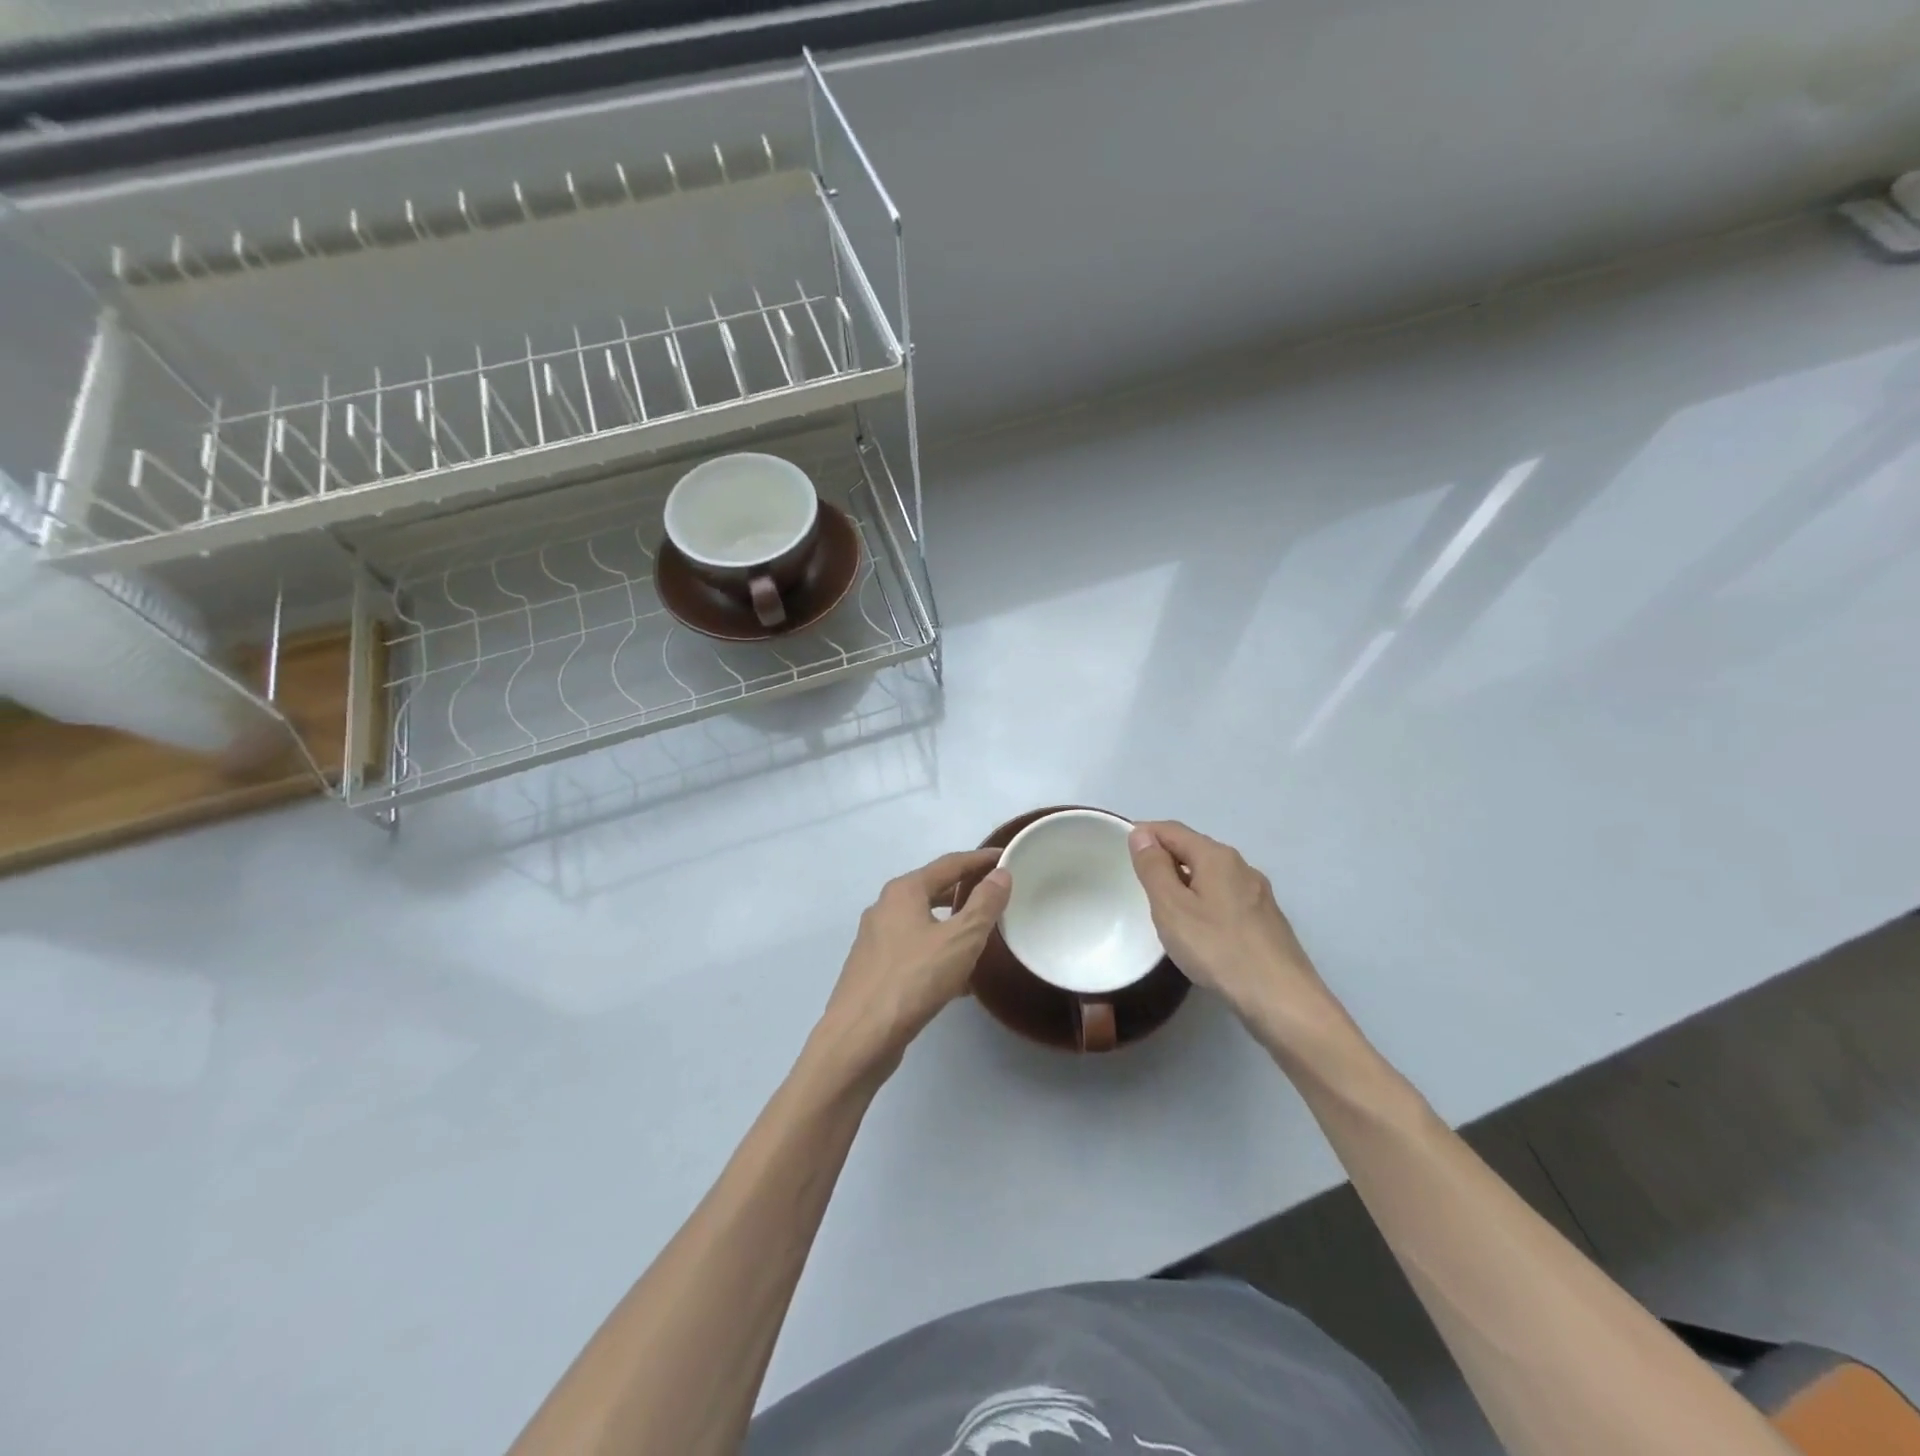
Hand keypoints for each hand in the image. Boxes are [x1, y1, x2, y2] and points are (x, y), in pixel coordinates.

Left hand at [813, 849, 1011, 1079]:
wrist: (859, 1038)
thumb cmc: (914, 980)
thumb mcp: (960, 939)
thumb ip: (983, 904)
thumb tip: (1000, 874)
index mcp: (904, 891)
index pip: (949, 864)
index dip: (980, 860)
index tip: (1006, 858)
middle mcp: (885, 908)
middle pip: (932, 890)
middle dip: (965, 891)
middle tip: (997, 896)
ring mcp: (875, 940)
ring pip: (923, 922)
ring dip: (952, 925)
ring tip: (983, 936)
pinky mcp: (873, 970)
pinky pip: (914, 950)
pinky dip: (938, 952)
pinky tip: (958, 978)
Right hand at [1128, 821, 1352, 1051]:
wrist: (1282, 999)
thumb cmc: (1218, 949)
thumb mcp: (1172, 907)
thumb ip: (1154, 868)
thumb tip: (1142, 835)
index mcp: (1217, 856)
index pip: (1172, 830)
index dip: (1144, 833)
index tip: (1119, 848)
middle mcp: (1241, 866)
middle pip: (1194, 849)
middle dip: (1164, 857)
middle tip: (1136, 879)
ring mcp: (1258, 894)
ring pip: (1211, 875)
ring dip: (1184, 880)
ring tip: (1162, 905)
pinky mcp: (1266, 920)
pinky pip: (1225, 897)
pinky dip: (1203, 900)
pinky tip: (1197, 927)